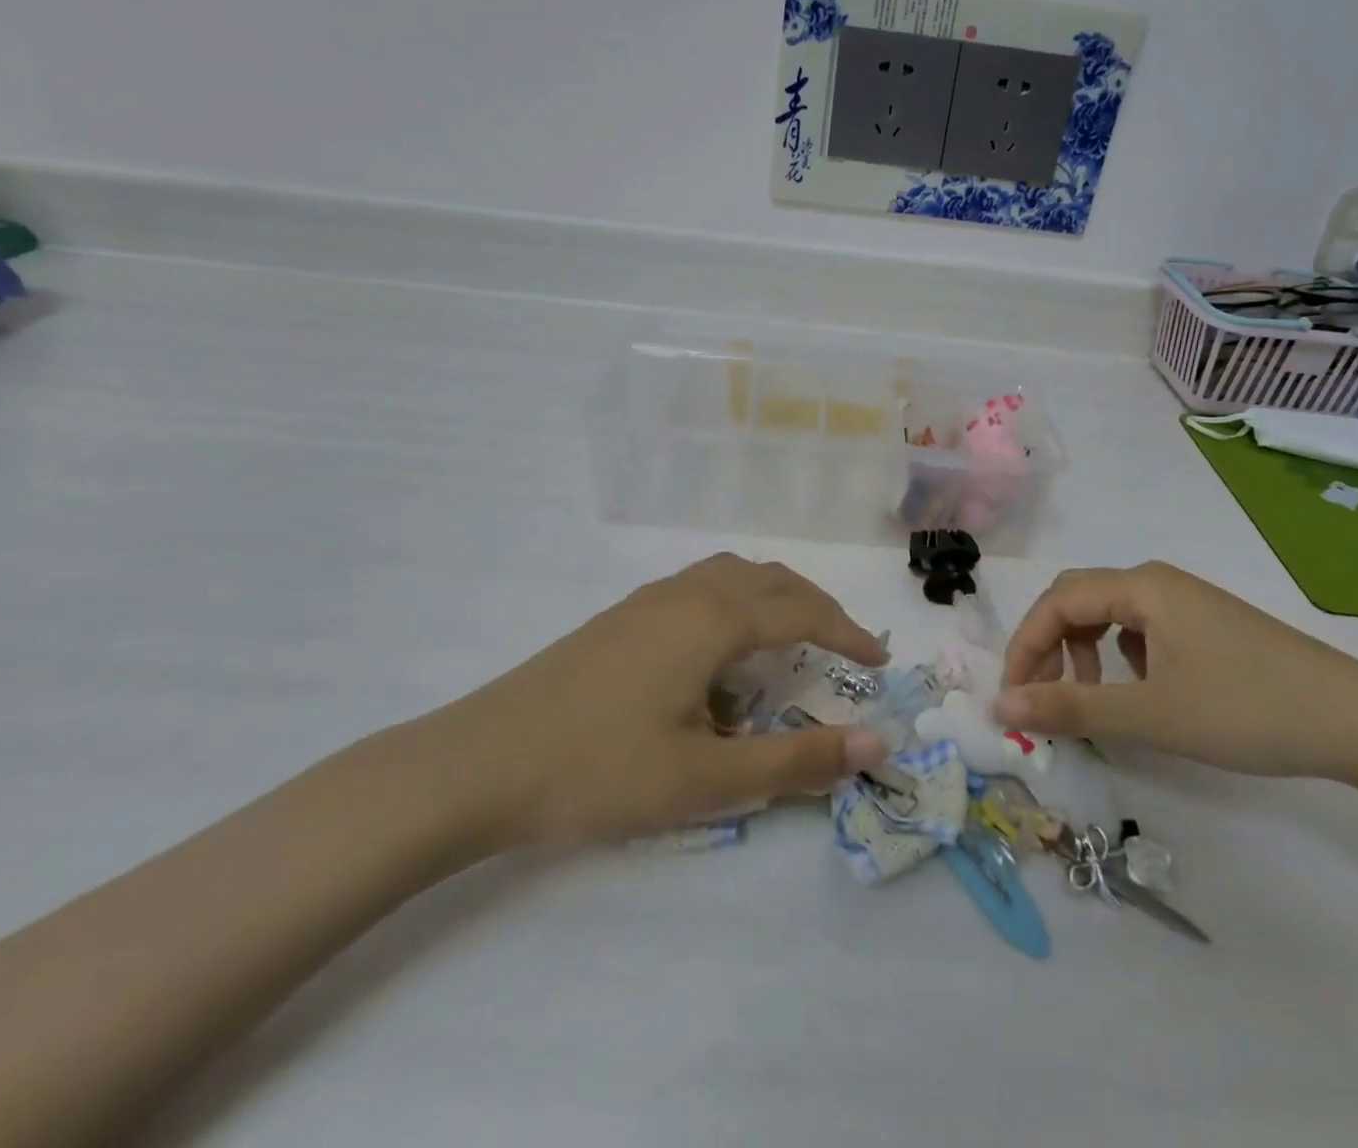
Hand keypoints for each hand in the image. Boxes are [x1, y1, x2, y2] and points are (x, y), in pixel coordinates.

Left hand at [412, 555, 889, 855]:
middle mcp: (685, 593)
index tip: (879, 662)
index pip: (802, 612)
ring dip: (771, 600)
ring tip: (787, 643)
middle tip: (843, 647)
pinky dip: (731, 608)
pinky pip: (697, 591)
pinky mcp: (619, 618)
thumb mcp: (706, 779)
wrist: (478, 763)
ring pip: (729, 577)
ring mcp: (646, 600)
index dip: (847, 633)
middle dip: (815, 608)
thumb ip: (794, 761)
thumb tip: (875, 746)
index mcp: (712, 619)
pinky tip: (716, 659)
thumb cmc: (598, 771)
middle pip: (769, 579)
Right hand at [992, 562, 1357, 781]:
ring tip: (1092, 699)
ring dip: (1082, 653)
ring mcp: (1185, 602)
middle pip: (1077, 601)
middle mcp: (1157, 581)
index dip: (1024, 648)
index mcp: (1141, 586)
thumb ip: (1070, 707)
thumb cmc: (1248, 711)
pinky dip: (1118, 657)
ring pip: (1107, 615)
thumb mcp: (1150, 715)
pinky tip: (1140, 691)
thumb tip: (1000, 706)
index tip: (1013, 700)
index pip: (1055, 603)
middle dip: (1048, 647)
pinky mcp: (1205, 626)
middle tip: (1041, 697)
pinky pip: (1139, 629)